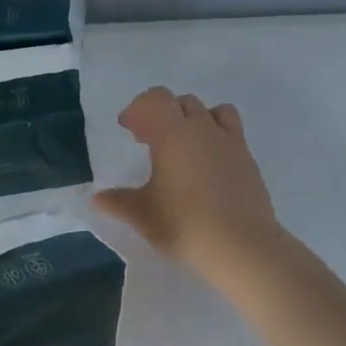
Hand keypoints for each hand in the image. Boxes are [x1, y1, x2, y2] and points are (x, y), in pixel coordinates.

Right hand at [95, 87, 285, 288]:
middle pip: (183, 103)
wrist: (241, 245)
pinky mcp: (249, 161)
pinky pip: (232, 133)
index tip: (128, 129)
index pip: (156, 100)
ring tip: (185, 146)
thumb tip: (97, 198)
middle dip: (163, 114)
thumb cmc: (184, 225)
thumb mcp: (143, 216)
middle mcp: (204, 130)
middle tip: (149, 141)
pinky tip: (209, 166)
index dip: (139, 108)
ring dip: (195, 119)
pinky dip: (216, 138)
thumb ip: (118, 202)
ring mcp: (231, 143)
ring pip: (213, 112)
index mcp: (174, 134)